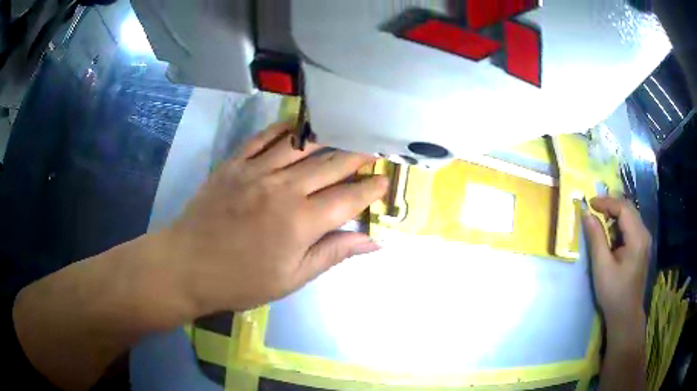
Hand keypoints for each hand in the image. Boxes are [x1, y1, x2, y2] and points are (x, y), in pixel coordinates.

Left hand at [161, 122, 387, 314]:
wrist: (187, 266)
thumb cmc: (241, 280)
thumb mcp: (292, 278)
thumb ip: (333, 253)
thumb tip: (374, 242)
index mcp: (301, 221)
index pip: (349, 198)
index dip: (371, 188)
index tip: (386, 181)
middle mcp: (284, 188)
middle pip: (331, 164)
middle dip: (358, 155)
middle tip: (375, 149)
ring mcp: (256, 171)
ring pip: (302, 144)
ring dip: (328, 137)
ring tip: (345, 132)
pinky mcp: (234, 163)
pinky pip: (263, 137)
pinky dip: (284, 129)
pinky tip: (297, 127)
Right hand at [583, 197, 650, 333]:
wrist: (626, 315)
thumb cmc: (613, 293)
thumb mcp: (602, 267)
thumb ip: (596, 238)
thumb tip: (586, 214)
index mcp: (637, 238)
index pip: (623, 208)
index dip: (606, 202)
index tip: (590, 203)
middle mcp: (644, 233)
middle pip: (628, 208)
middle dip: (610, 205)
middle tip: (593, 209)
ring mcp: (645, 240)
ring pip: (630, 216)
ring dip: (615, 214)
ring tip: (600, 221)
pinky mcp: (642, 246)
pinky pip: (631, 226)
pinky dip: (619, 224)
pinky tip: (611, 235)